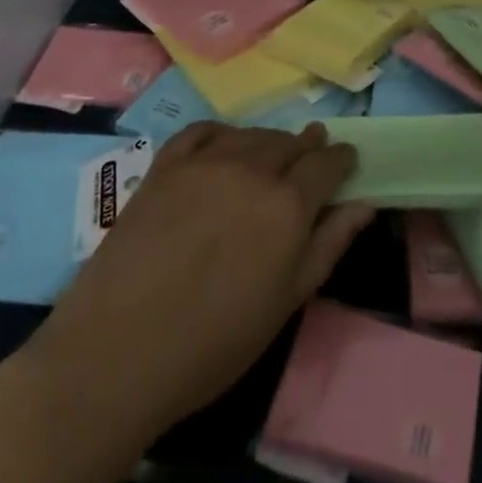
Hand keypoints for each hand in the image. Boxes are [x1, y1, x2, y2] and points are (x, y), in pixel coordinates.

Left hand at [35, 122, 374, 441]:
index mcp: (288, 204)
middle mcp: (252, 169)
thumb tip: (364, 204)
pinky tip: (224, 146)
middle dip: (307, 148)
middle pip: (291, 143)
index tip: (346, 161)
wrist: (117, 351)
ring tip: (271, 157)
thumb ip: (329, 245)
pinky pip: (204, 131)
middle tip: (310, 160)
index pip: (327, 163)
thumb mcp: (285, 303)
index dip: (341, 159)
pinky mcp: (166, 164)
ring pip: (252, 134)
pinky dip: (224, 134)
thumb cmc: (213, 343)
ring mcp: (206, 161)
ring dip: (269, 142)